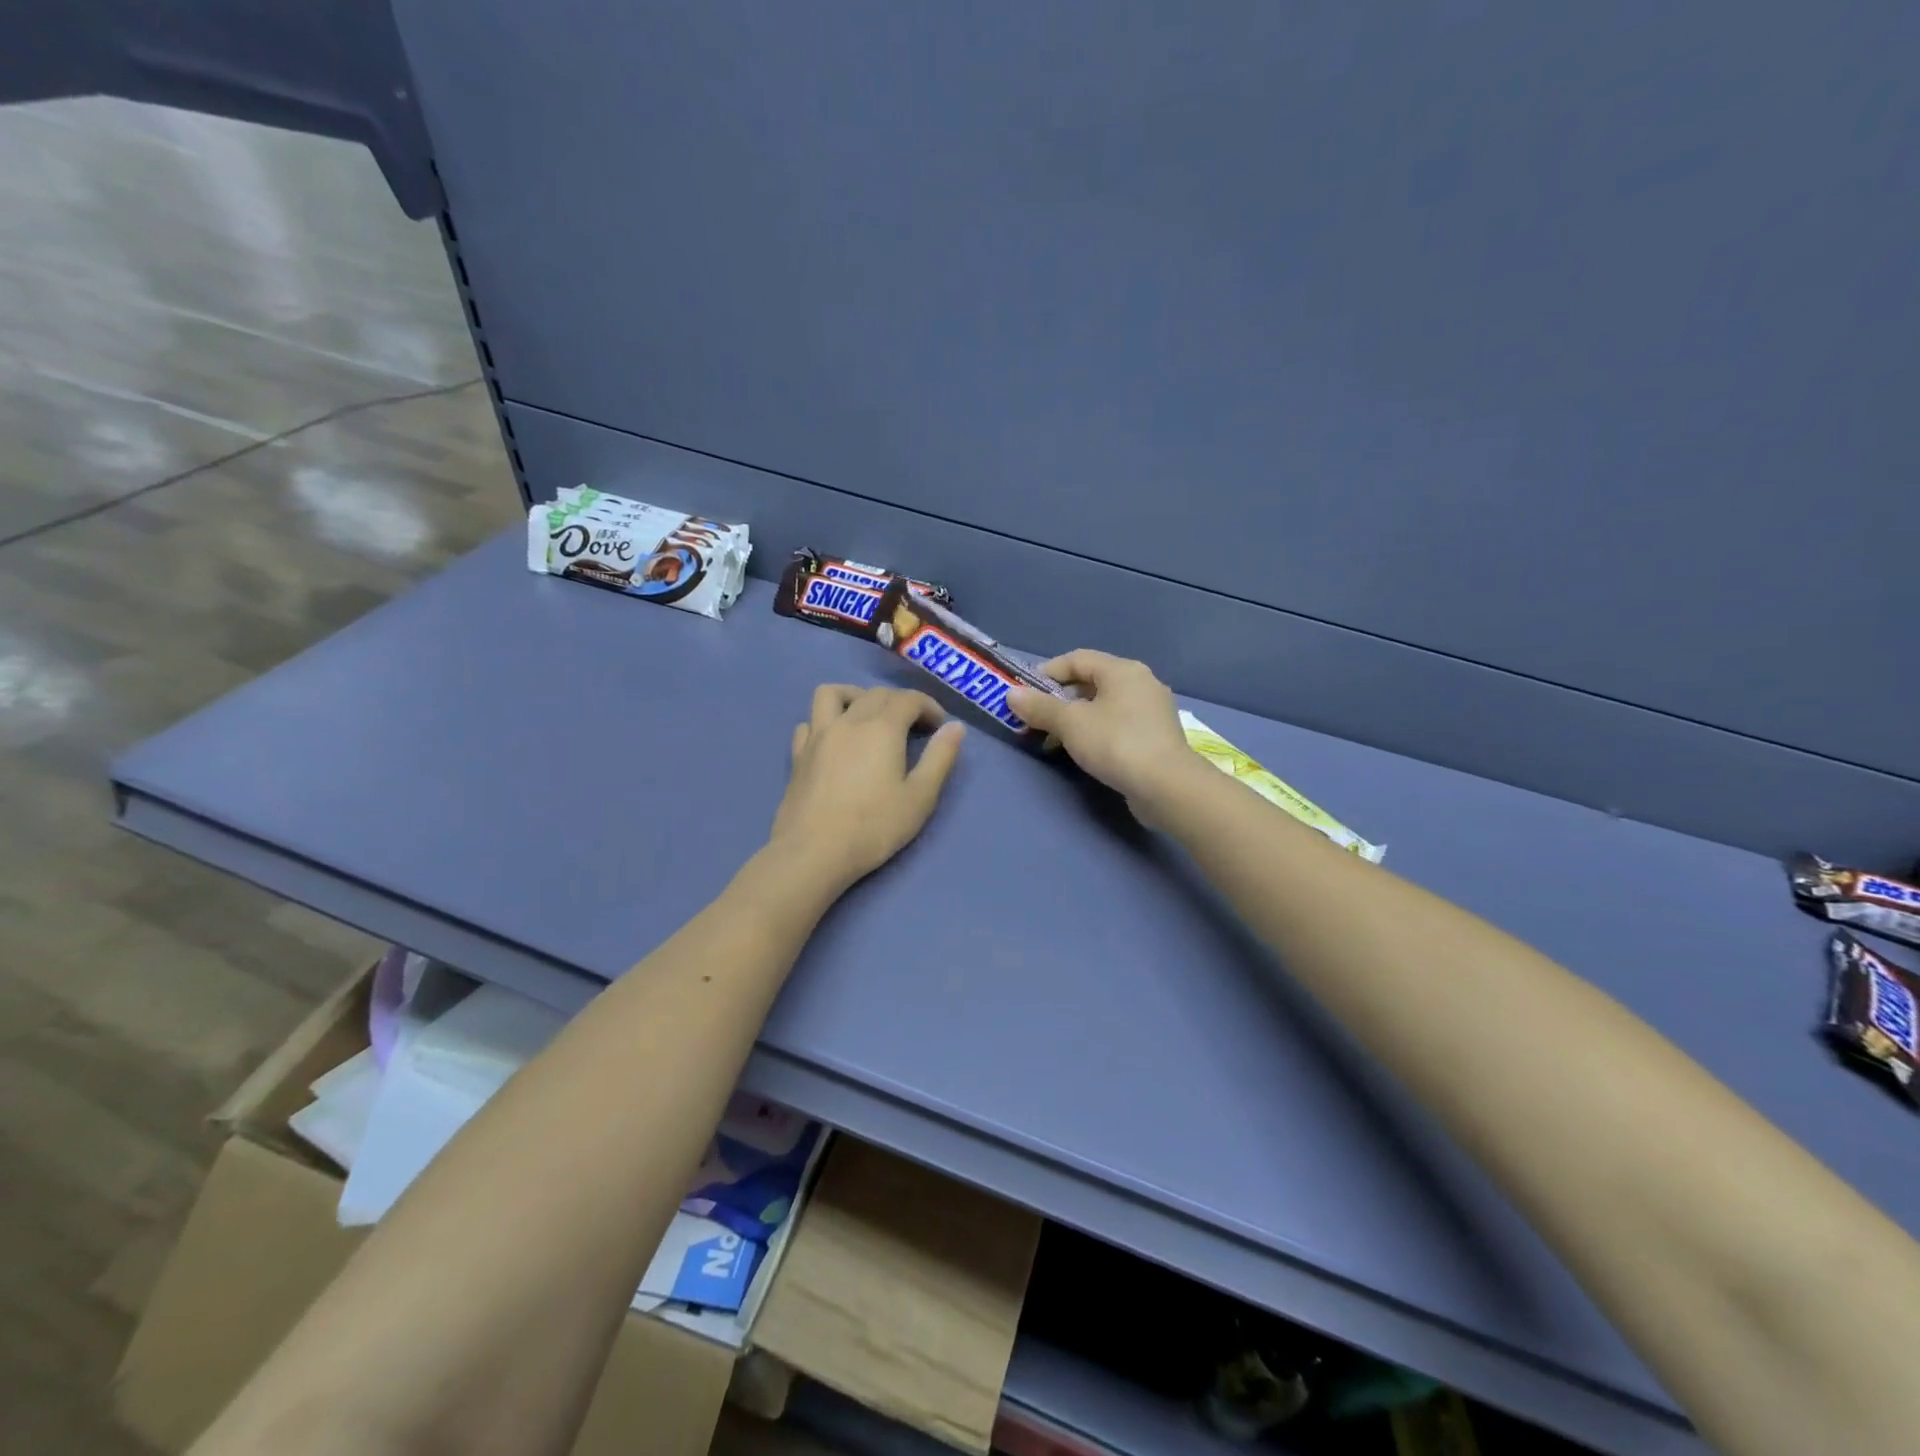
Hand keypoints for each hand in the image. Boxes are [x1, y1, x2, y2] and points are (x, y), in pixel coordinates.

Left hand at [769, 685, 965, 894]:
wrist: (814, 853)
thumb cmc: (874, 827)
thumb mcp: (920, 797)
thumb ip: (940, 758)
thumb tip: (955, 727)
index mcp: (881, 728)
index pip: (908, 699)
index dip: (928, 706)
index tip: (939, 726)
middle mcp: (848, 721)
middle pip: (875, 694)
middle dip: (900, 702)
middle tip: (914, 727)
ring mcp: (817, 736)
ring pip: (832, 694)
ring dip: (855, 696)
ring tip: (868, 717)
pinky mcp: (798, 755)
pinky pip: (809, 723)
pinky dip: (825, 722)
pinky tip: (834, 741)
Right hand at [1007, 651, 1198, 821]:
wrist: (1166, 786)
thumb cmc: (1116, 743)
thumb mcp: (1070, 723)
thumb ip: (1040, 707)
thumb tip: (1011, 694)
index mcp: (1122, 670)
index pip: (1076, 659)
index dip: (1047, 673)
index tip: (1025, 694)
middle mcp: (1141, 682)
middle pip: (1091, 682)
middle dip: (1059, 700)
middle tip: (1036, 719)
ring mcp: (1152, 710)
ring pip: (1104, 705)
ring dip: (1076, 719)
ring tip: (1054, 741)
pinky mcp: (1156, 736)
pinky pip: (1118, 724)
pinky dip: (1096, 731)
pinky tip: (1083, 752)